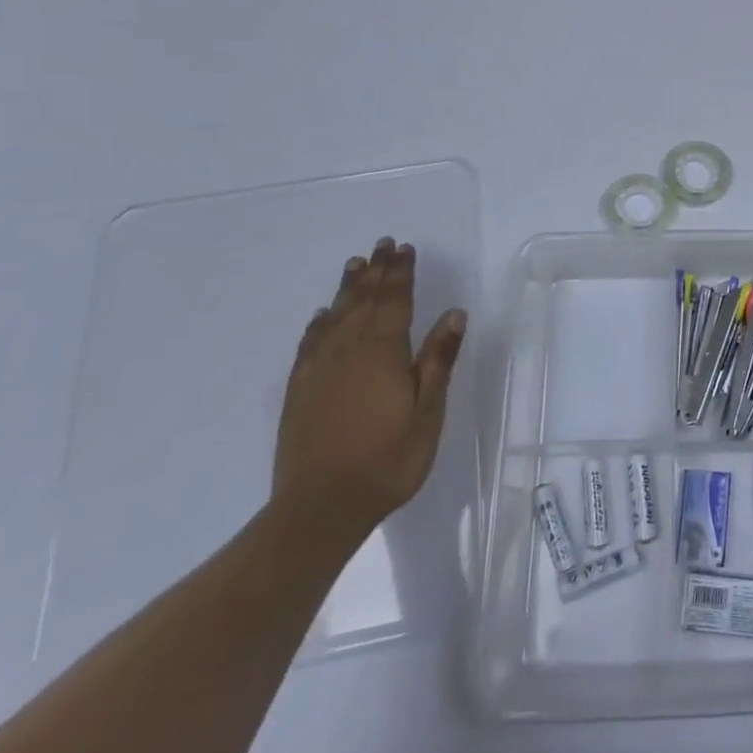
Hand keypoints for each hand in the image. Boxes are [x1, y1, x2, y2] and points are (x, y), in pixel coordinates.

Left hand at [272, 237, 465, 537]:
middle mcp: (348, 350)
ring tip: (356, 264)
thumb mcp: (427, 412)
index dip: (401, 273)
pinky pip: (310, 342)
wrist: (320, 508)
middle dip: (376, 271)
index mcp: (383, 352)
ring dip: (348, 288)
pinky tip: (322, 315)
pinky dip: (319, 322)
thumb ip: (438, 360)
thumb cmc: (387, 459)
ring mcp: (319, 369)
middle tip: (382, 245)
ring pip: (336, 315)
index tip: (405, 248)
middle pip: (364, 300)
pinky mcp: (300, 390)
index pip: (394, 300)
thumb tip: (453, 313)